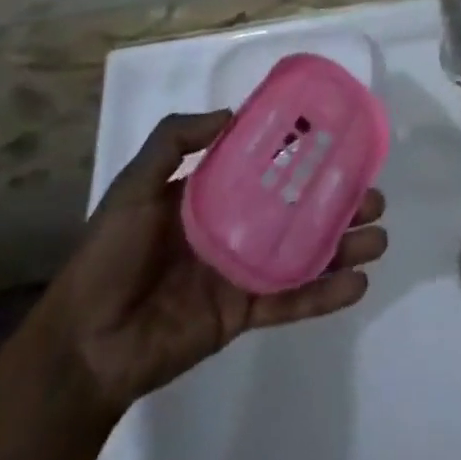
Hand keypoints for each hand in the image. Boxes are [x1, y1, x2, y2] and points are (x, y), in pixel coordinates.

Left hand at [28, 111, 386, 419]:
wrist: (82, 346)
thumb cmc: (108, 256)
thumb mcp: (134, 186)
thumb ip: (174, 140)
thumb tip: (232, 112)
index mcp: (213, 194)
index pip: (268, 164)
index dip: (303, 151)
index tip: (339, 138)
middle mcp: (236, 226)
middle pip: (298, 207)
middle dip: (338, 200)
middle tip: (374, 194)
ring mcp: (242, 270)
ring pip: (304, 252)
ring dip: (343, 246)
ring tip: (378, 238)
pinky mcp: (242, 313)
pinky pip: (289, 301)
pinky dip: (323, 295)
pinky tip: (357, 285)